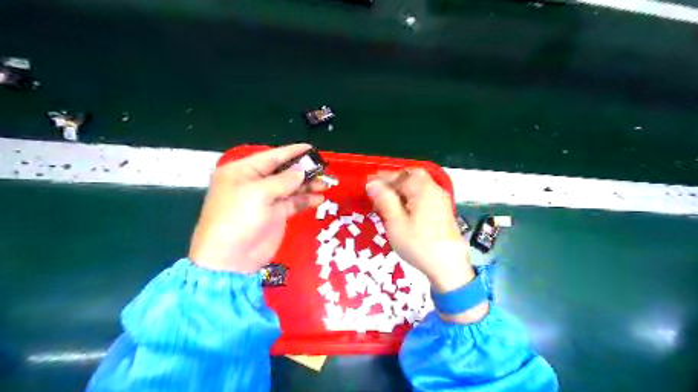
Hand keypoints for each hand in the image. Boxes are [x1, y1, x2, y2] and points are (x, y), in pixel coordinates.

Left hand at [186, 142, 325, 271]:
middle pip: (283, 171)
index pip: (271, 157)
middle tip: (323, 169)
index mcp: (242, 172)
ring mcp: (266, 200)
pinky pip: (293, 203)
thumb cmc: (238, 219)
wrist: (231, 259)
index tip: (311, 148)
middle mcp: (254, 183)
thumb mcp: (259, 194)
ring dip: (308, 185)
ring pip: (291, 187)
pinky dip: (306, 200)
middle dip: (303, 170)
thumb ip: (284, 180)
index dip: (291, 152)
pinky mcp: (275, 215)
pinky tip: (319, 198)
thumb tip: (302, 169)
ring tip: (325, 183)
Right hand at [367, 169, 486, 322]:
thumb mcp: (396, 223)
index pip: (399, 175)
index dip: (382, 178)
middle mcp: (434, 189)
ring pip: (420, 184)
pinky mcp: (443, 210)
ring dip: (403, 187)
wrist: (449, 267)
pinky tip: (404, 209)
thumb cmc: (419, 244)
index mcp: (422, 189)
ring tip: (389, 200)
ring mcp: (441, 200)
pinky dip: (412, 196)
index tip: (368, 183)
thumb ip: (385, 200)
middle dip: (395, 179)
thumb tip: (372, 183)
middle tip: (380, 190)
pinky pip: (425, 194)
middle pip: (413, 175)